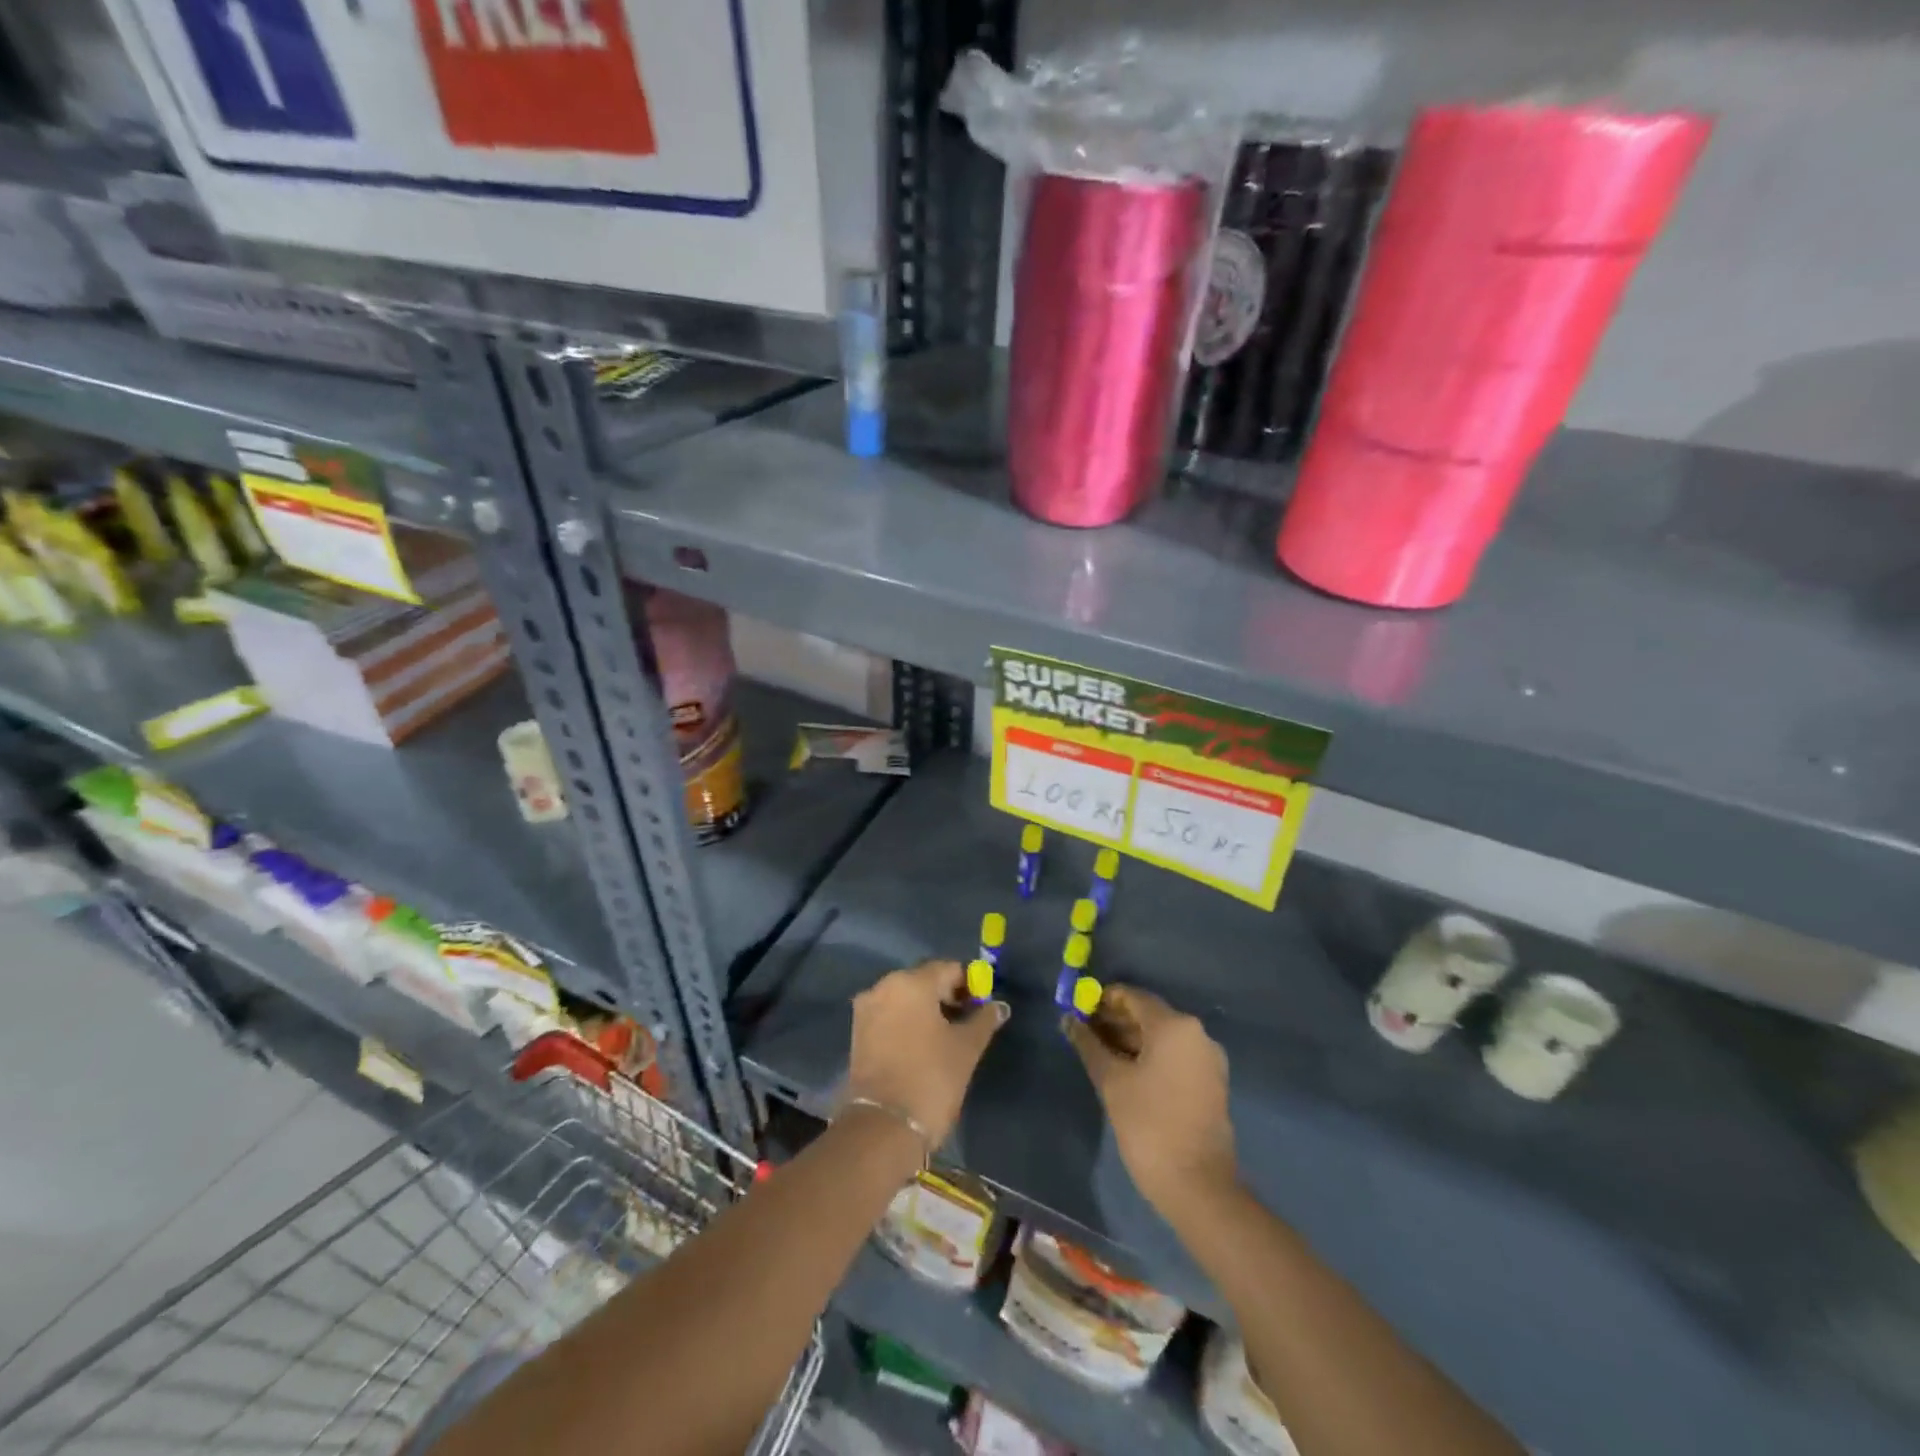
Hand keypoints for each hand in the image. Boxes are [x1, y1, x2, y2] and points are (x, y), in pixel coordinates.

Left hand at [844, 961, 1008, 1149]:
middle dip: (947, 996)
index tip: (981, 1007)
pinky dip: (907, 1022)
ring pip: (905, 998)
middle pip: (924, 980)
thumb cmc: (931, 1078)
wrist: (883, 1127)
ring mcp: (867, 1009)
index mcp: (911, 982)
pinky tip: (922, 1045)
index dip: (969, 984)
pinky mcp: (857, 1032)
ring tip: (946, 1037)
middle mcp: (884, 986)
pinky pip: (890, 1014)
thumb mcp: (966, 1048)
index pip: (948, 969)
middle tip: (967, 1022)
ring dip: (926, 1010)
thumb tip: (999, 1006)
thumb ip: (984, 1020)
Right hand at [1065, 985, 1237, 1218]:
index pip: (1132, 997)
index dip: (1102, 1000)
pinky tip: (1126, 1072)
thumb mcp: (1111, 1081)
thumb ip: (1088, 1044)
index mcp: (1174, 1025)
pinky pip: (1175, 1056)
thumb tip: (1069, 1020)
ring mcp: (1208, 1059)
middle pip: (1149, 1015)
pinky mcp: (1212, 1083)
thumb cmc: (1148, 1125)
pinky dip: (1150, 1056)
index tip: (1078, 1011)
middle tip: (1084, 1033)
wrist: (1198, 1186)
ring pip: (1162, 1037)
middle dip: (1115, 1021)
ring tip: (1100, 1054)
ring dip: (1131, 1040)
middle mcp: (1197, 1033)